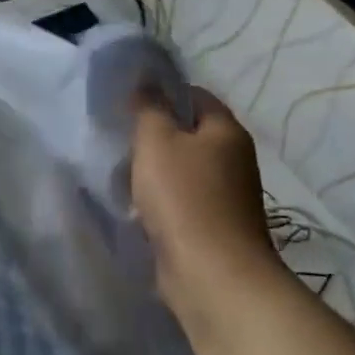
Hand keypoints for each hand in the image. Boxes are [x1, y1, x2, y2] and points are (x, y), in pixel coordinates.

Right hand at [130, 87, 279, 300]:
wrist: (211, 272)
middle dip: (155, 135)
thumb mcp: (156, 140)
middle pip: (189, 134)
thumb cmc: (182, 196)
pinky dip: (161, 200)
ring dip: (155, 171)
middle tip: (119, 138)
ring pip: (184, 169)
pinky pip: (183, 200)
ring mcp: (228, 195)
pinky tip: (138, 206)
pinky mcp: (215, 225)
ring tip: (122, 174)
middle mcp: (234, 159)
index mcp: (226, 131)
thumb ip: (148, 107)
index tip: (128, 103)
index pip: (194, 95)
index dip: (162, 93)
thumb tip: (146, 81)